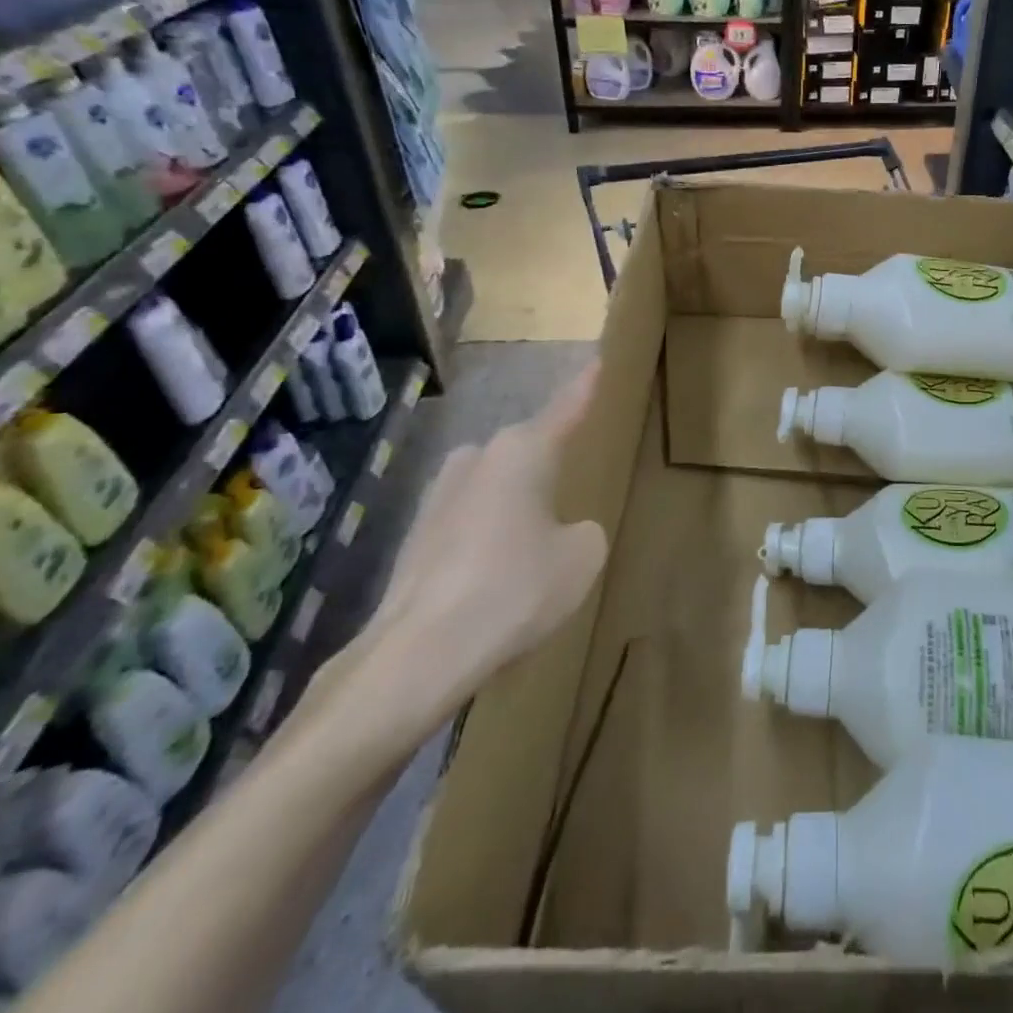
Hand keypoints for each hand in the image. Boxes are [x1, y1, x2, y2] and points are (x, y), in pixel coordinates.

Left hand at [314, 364, 608, 746]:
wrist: (420, 652)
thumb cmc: (516, 588)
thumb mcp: (581, 557)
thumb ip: (582, 531)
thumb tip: (560, 533)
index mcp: (523, 451)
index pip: (566, 409)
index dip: (585, 387)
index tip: (596, 360)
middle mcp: (477, 459)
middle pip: (525, 451)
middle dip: (546, 466)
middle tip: (570, 491)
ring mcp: (439, 496)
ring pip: (494, 487)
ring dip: (515, 507)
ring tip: (533, 550)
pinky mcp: (415, 536)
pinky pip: (469, 521)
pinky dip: (487, 539)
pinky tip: (495, 579)